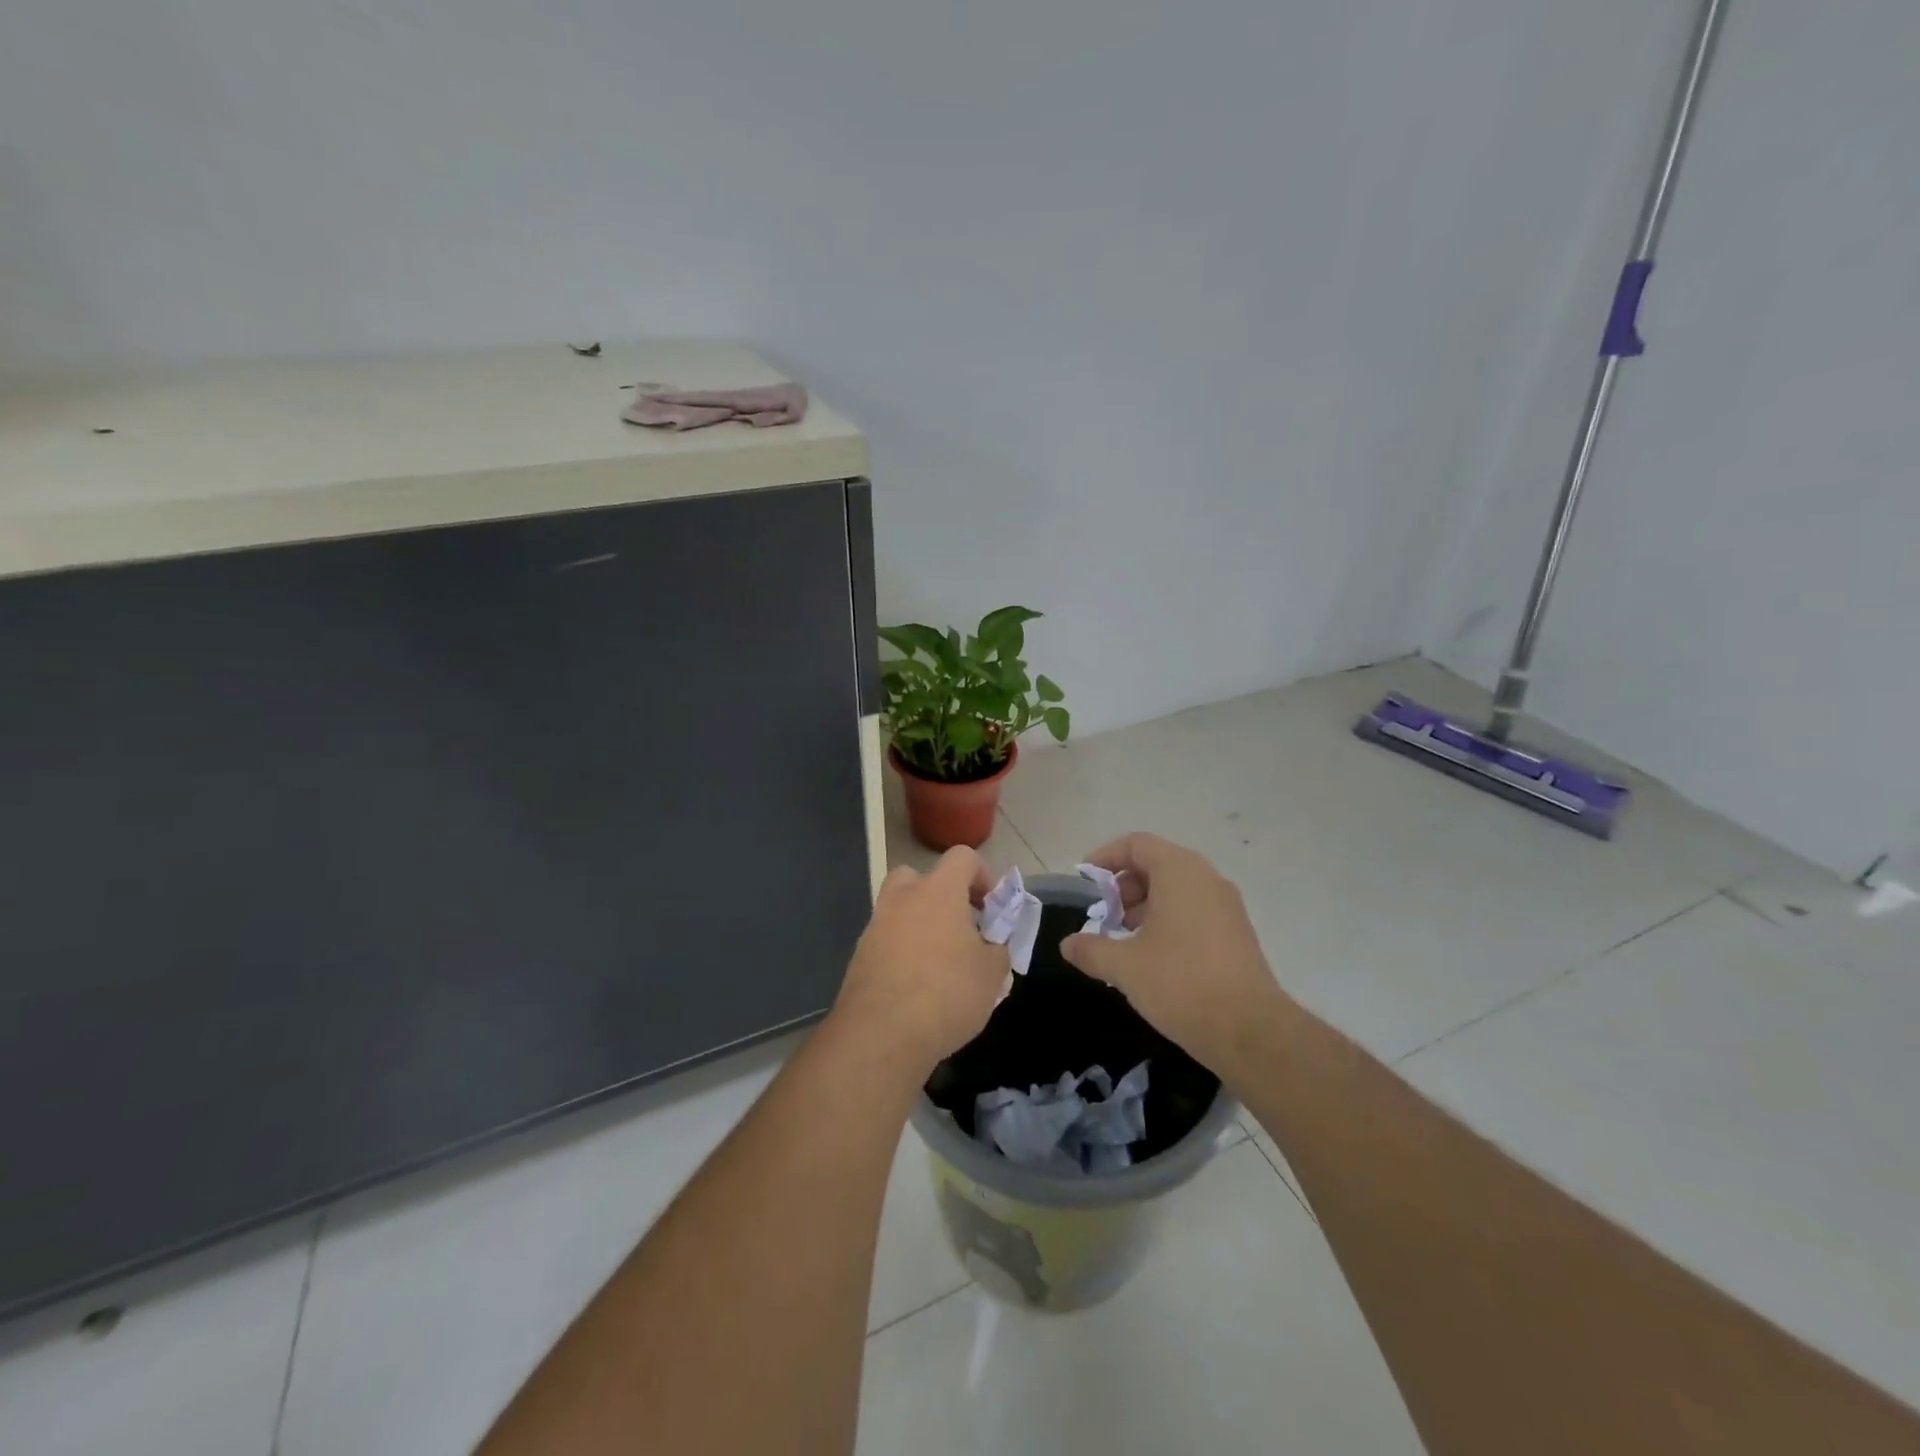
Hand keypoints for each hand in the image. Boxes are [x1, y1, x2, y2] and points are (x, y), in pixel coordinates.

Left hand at [832, 849, 1010, 1077]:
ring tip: (940, 962)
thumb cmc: (946, 994)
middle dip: (941, 895)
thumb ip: (998, 949)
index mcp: (938, 891)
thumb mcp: (992, 974)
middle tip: (959, 927)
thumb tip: (993, 945)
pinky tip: (917, 985)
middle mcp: (903, 898)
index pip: (962, 857)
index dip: (983, 876)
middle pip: (920, 877)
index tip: (991, 908)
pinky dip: (902, 952)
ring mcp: (876, 925)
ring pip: (900, 909)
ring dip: (920, 924)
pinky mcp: (859, 955)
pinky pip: (887, 940)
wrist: (881, 1034)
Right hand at [1060, 833, 1287, 1073]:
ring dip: (1144, 907)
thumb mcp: (1124, 967)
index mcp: (1179, 872)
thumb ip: (1090, 949)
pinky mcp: (1236, 933)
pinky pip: (1194, 911)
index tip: (1085, 883)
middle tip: (1104, 918)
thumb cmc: (1181, 983)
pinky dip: (1167, 921)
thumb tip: (1068, 944)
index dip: (1105, 858)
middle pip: (1156, 864)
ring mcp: (1226, 906)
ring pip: (1176, 890)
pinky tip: (1152, 958)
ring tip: (1124, 942)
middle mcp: (1206, 879)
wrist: (1250, 1031)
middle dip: (1123, 887)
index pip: (1136, 844)